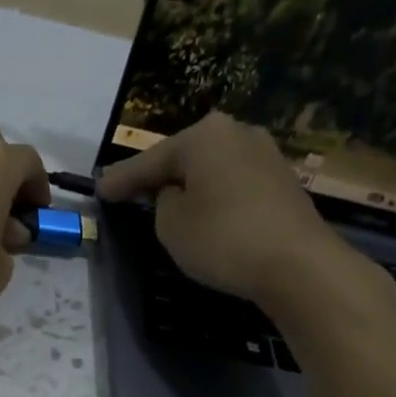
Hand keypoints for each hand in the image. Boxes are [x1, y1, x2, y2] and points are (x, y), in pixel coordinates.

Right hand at [97, 113, 395, 334]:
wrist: (296, 263)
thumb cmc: (223, 239)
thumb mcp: (171, 225)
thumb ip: (162, 202)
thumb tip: (177, 194)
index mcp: (204, 136)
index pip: (149, 161)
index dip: (121, 180)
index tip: (99, 190)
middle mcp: (237, 132)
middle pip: (185, 157)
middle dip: (159, 175)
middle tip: (131, 192)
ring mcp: (265, 155)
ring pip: (212, 170)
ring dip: (190, 186)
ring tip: (167, 204)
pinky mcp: (282, 182)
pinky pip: (234, 185)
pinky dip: (214, 197)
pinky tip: (206, 213)